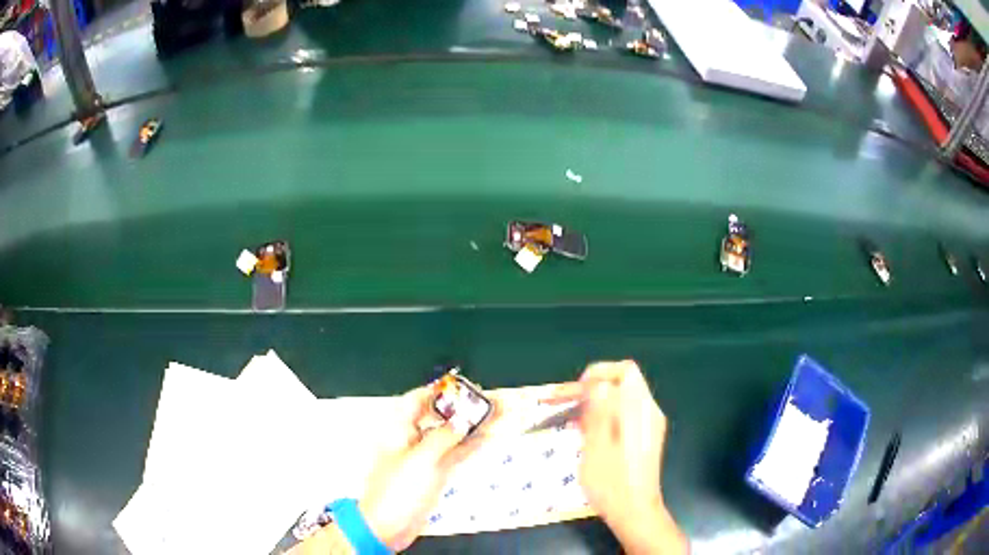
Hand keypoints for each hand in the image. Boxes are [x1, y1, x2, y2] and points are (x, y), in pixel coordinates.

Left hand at [358, 387, 497, 551]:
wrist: (388, 525)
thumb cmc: (399, 488)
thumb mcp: (421, 460)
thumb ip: (444, 438)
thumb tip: (463, 420)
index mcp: (399, 429)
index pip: (417, 400)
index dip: (439, 391)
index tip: (463, 387)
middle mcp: (412, 439)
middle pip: (438, 417)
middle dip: (462, 408)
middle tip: (489, 401)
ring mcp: (425, 457)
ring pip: (450, 436)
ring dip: (472, 427)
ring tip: (498, 415)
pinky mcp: (434, 474)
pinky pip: (454, 455)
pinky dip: (470, 446)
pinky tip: (488, 438)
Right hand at [545, 360, 686, 554]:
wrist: (635, 511)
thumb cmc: (612, 482)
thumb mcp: (597, 445)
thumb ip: (599, 410)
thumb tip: (597, 383)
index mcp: (639, 410)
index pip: (624, 371)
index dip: (597, 373)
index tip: (575, 391)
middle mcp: (648, 412)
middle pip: (622, 383)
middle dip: (591, 388)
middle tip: (563, 403)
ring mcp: (649, 425)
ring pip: (621, 399)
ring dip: (595, 403)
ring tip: (570, 419)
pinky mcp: (645, 438)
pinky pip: (624, 414)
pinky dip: (604, 415)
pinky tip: (586, 433)